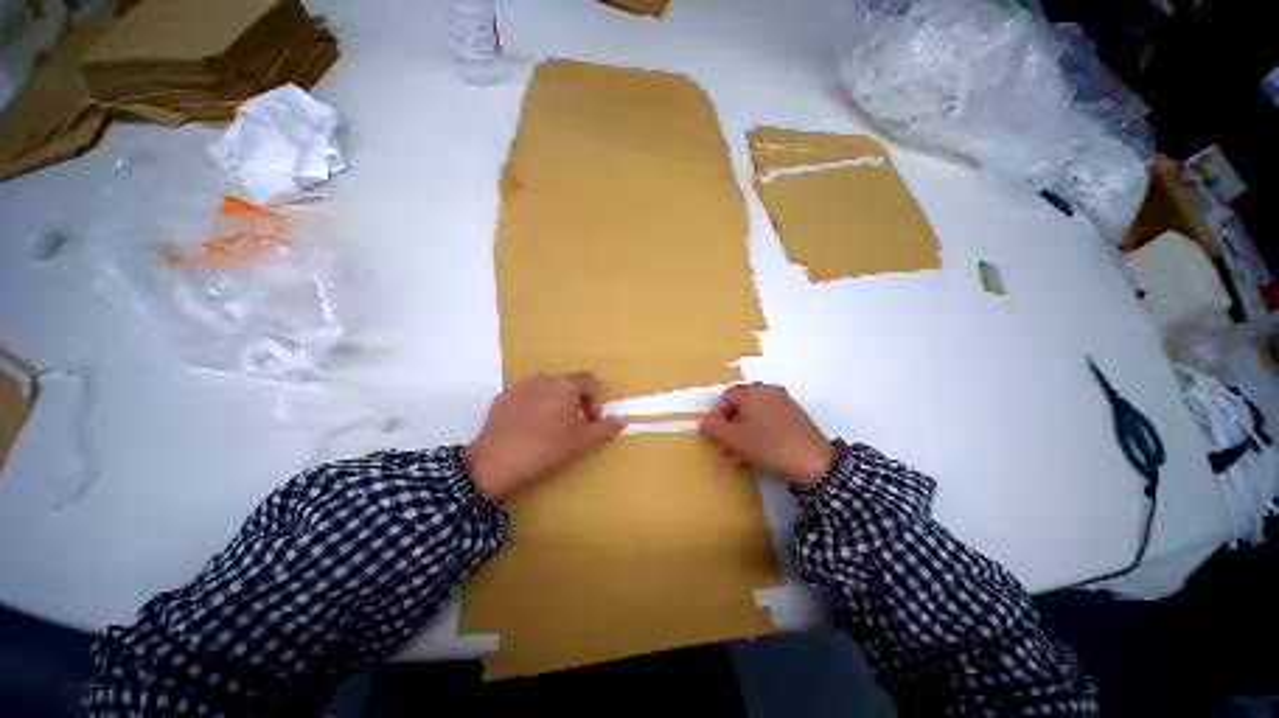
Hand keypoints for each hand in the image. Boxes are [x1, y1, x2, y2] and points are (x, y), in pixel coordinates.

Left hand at [467, 373, 625, 500]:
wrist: (494, 463)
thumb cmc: (546, 449)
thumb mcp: (582, 442)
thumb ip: (605, 428)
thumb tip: (622, 419)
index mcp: (565, 385)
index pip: (589, 381)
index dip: (595, 400)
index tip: (591, 421)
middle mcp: (543, 378)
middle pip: (568, 384)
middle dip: (576, 403)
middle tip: (573, 427)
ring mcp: (520, 386)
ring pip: (547, 390)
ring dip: (555, 404)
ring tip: (550, 428)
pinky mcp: (502, 397)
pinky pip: (527, 396)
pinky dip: (534, 406)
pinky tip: (528, 429)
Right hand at [700, 384, 833, 485]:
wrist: (814, 462)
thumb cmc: (768, 445)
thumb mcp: (735, 439)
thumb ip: (714, 428)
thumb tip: (703, 422)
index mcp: (753, 392)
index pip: (726, 397)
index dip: (716, 415)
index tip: (714, 434)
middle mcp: (768, 392)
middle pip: (740, 408)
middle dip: (729, 430)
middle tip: (724, 449)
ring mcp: (784, 404)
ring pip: (754, 418)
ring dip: (742, 436)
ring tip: (738, 458)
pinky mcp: (795, 418)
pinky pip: (769, 422)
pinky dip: (759, 436)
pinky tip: (756, 456)